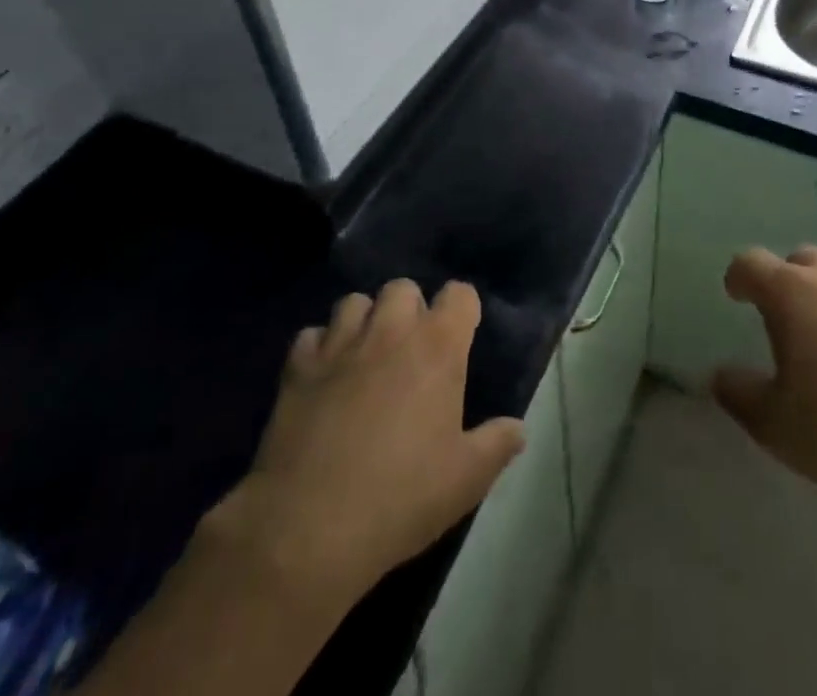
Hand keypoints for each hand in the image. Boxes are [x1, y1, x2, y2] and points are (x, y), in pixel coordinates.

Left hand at [197, 280, 524, 608]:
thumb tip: (517, 428)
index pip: (460, 294)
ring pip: (355, 302)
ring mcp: (340, 345)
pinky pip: (310, 335)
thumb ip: (497, 444)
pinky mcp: (298, 367)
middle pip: (403, 288)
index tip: (461, 336)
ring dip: (364, 321)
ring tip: (366, 356)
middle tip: (411, 350)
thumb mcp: (466, 480)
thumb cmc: (401, 498)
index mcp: (437, 346)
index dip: (462, 310)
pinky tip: (324, 378)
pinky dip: (320, 349)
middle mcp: (390, 330)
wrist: (310, 528)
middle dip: (410, 309)